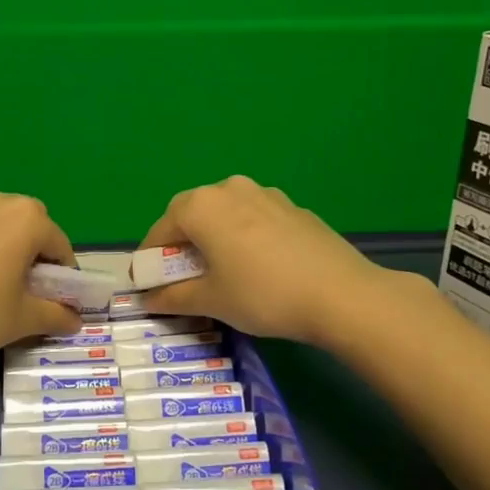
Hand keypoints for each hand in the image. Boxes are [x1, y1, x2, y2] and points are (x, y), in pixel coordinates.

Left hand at [0, 188, 82, 373]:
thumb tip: (75, 320)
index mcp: (25, 219)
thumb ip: (55, 315)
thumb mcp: (21, 321)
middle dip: (34, 249)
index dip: (64, 273)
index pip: (59, 243)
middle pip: (28, 222)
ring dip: (2, 242)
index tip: (57, 299)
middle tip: (25, 286)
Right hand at [136, 175, 394, 344]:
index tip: (148, 284)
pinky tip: (258, 265)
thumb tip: (148, 299)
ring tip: (221, 269)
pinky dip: (243, 236)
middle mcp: (229, 188)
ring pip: (225, 213)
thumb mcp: (211, 301)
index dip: (149, 258)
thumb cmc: (262, 295)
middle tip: (182, 276)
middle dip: (181, 243)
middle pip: (191, 213)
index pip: (160, 229)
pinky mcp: (292, 207)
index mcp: (201, 206)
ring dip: (213, 236)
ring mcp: (265, 194)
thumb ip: (172, 297)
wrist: (341, 294)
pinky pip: (253, 218)